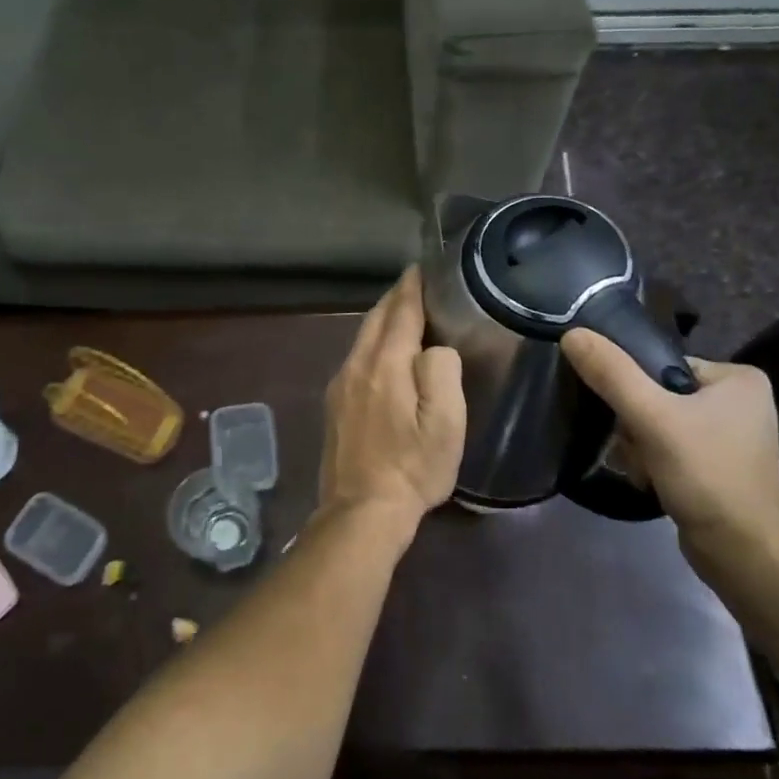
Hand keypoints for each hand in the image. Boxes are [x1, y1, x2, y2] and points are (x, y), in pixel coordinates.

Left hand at [318, 269, 464, 535]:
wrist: (361, 511)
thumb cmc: (412, 467)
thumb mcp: (445, 423)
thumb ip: (441, 371)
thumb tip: (434, 348)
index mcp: (384, 365)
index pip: (400, 312)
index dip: (412, 287)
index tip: (423, 266)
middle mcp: (355, 366)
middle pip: (375, 320)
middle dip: (395, 298)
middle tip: (417, 284)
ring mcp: (339, 386)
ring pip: (362, 339)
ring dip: (383, 322)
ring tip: (405, 315)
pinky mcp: (334, 406)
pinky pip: (356, 360)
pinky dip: (373, 345)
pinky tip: (385, 356)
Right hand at [561, 331, 778, 573]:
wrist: (742, 553)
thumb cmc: (706, 475)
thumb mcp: (652, 418)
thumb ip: (612, 374)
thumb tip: (571, 334)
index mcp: (739, 377)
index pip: (661, 366)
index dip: (634, 391)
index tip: (628, 420)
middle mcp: (740, 400)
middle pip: (657, 395)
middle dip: (635, 426)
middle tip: (637, 451)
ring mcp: (731, 435)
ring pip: (659, 424)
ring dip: (639, 447)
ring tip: (644, 471)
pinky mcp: (719, 465)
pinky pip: (670, 447)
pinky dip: (654, 462)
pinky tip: (651, 481)